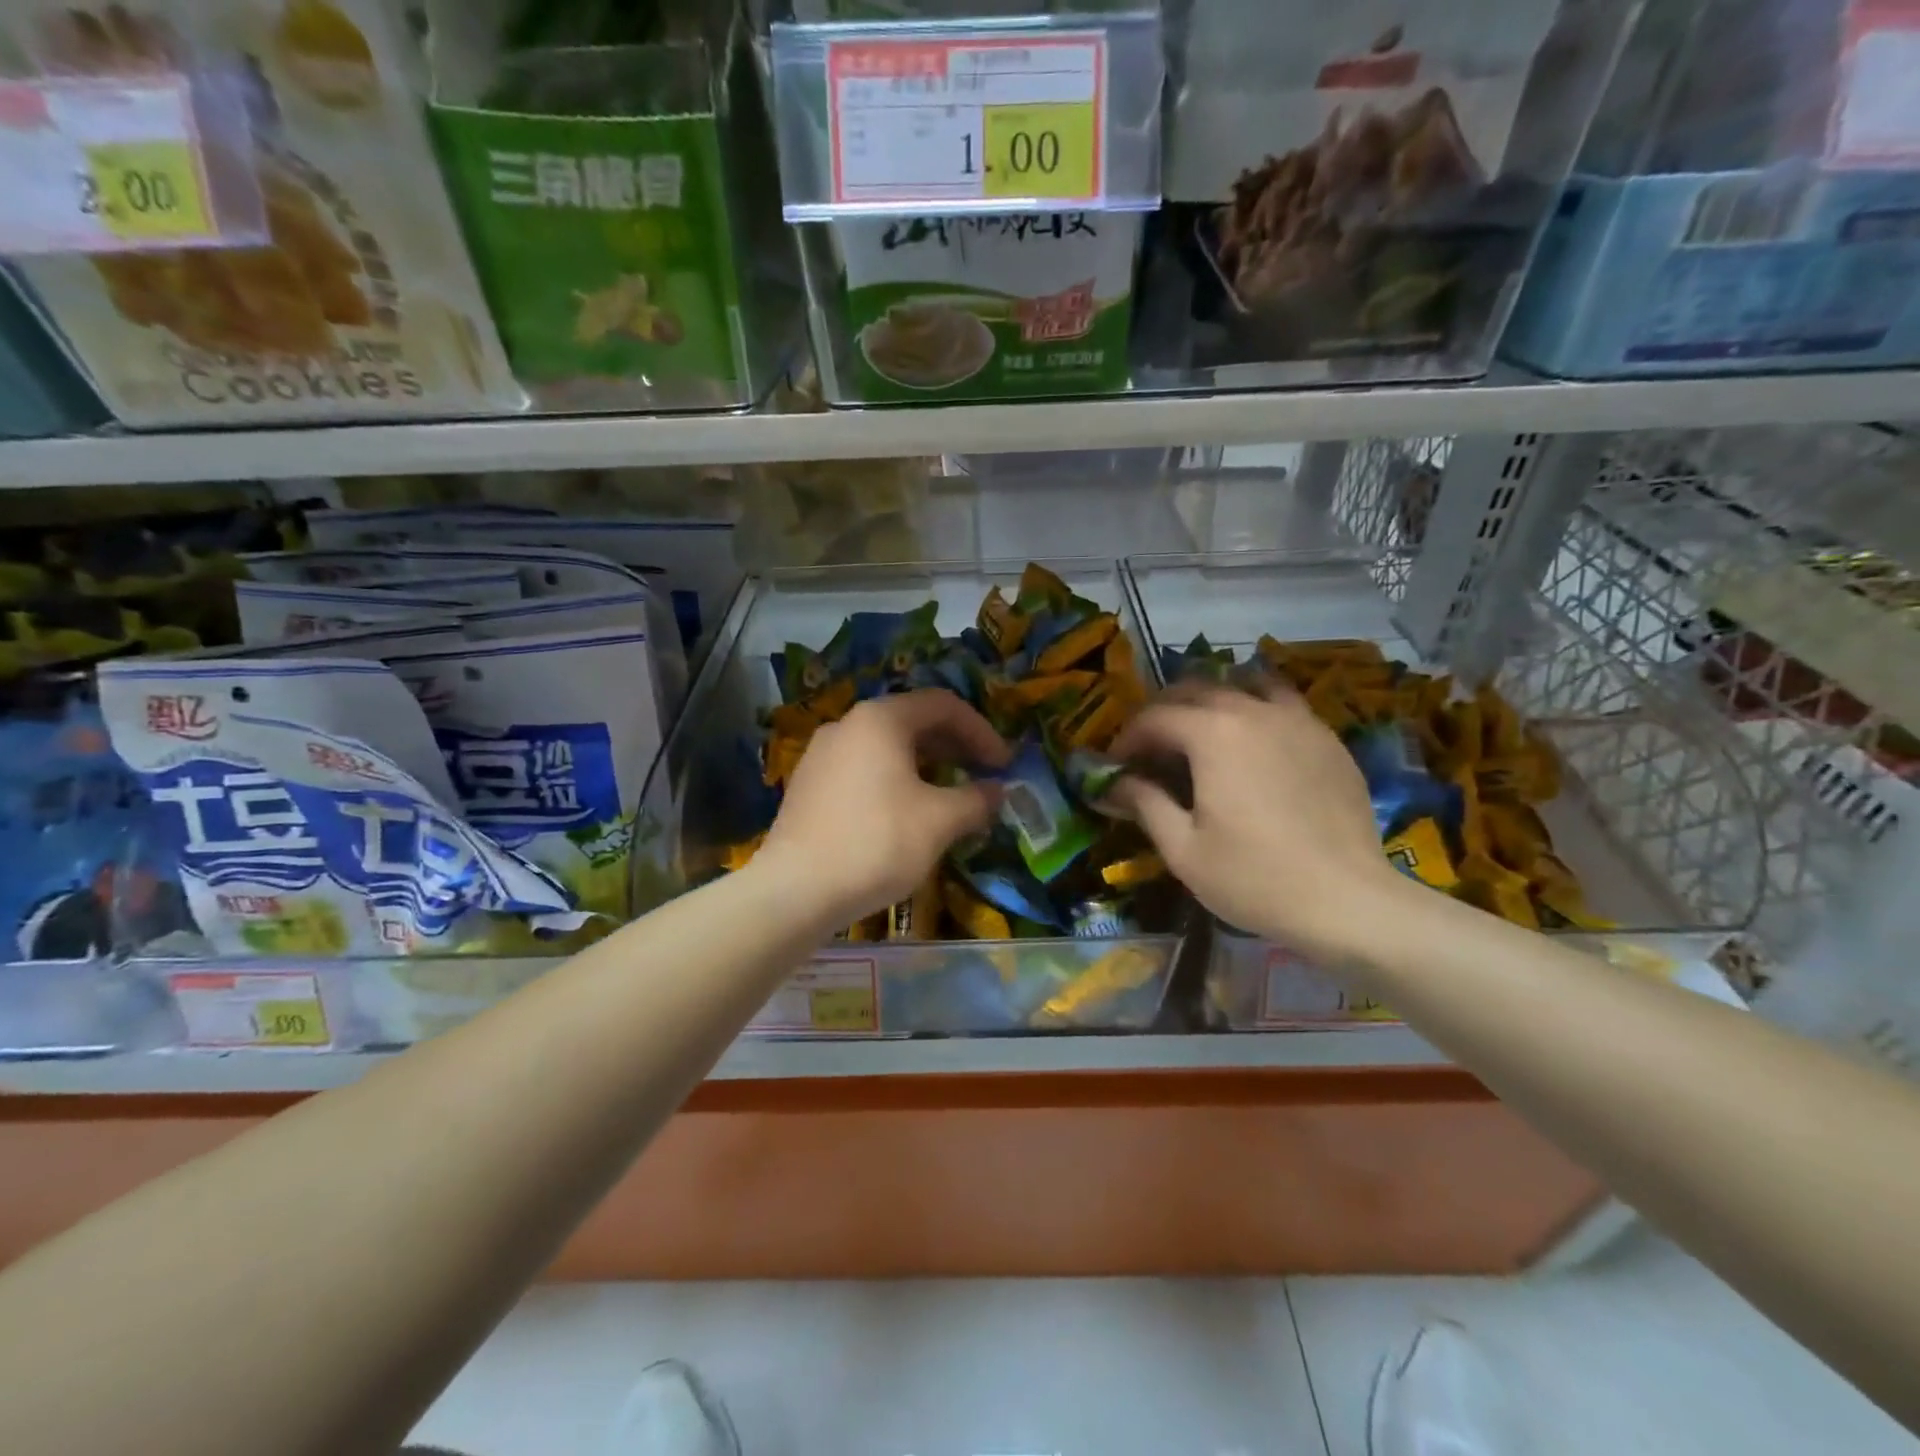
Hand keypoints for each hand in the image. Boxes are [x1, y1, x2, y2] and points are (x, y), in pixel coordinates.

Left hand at [757, 689, 1009, 928]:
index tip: (1003, 764)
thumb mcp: (939, 821)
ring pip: (887, 747)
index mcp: (880, 719)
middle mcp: (848, 724)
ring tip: (949, 795)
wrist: (795, 890)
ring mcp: (822, 754)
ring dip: (926, 764)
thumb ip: (976, 799)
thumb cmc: (876, 843)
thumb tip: (997, 791)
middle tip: (982, 775)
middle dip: (954, 746)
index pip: (943, 705)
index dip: (981, 731)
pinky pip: (864, 768)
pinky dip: (895, 780)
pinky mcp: (809, 784)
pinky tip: (906, 813)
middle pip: (913, 721)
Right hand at [1105, 679, 1410, 961]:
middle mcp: (1253, 711)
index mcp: (1213, 733)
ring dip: (1213, 700)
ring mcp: (1297, 720)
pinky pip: (1283, 704)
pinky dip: (1257, 709)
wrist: (1347, 901)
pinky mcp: (1328, 738)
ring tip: (1203, 732)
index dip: (1128, 738)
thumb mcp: (1183, 849)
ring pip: (1244, 685)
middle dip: (1164, 712)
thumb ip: (1144, 804)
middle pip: (1196, 689)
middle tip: (1152, 748)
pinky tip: (1254, 744)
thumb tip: (1113, 784)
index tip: (1117, 766)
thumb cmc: (1254, 878)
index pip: (1155, 717)